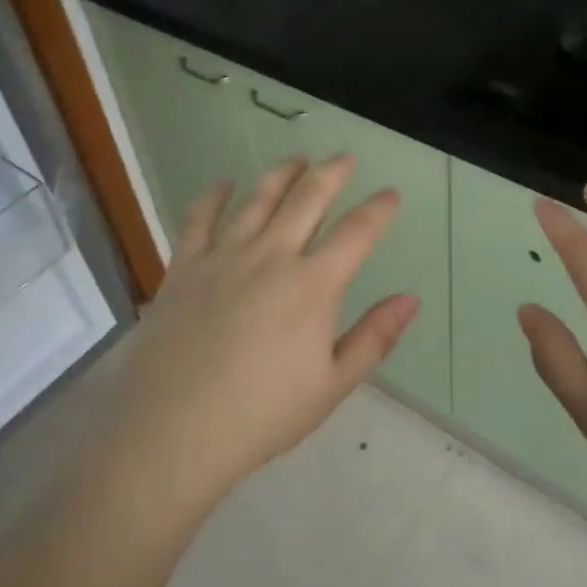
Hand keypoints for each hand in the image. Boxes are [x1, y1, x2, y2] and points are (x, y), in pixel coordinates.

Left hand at [96, 156, 420, 516]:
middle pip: (308, 198)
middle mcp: (271, 256)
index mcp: (313, 285)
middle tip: (344, 158)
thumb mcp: (332, 385)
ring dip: (282, 173)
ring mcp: (224, 256)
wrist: (175, 427)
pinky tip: (223, 183)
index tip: (391, 194)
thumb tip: (411, 299)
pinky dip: (213, 195)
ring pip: (258, 198)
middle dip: (331, 173)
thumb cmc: (262, 414)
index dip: (378, 209)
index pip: (356, 233)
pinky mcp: (185, 266)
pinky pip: (199, 218)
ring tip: (297, 158)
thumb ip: (375, 337)